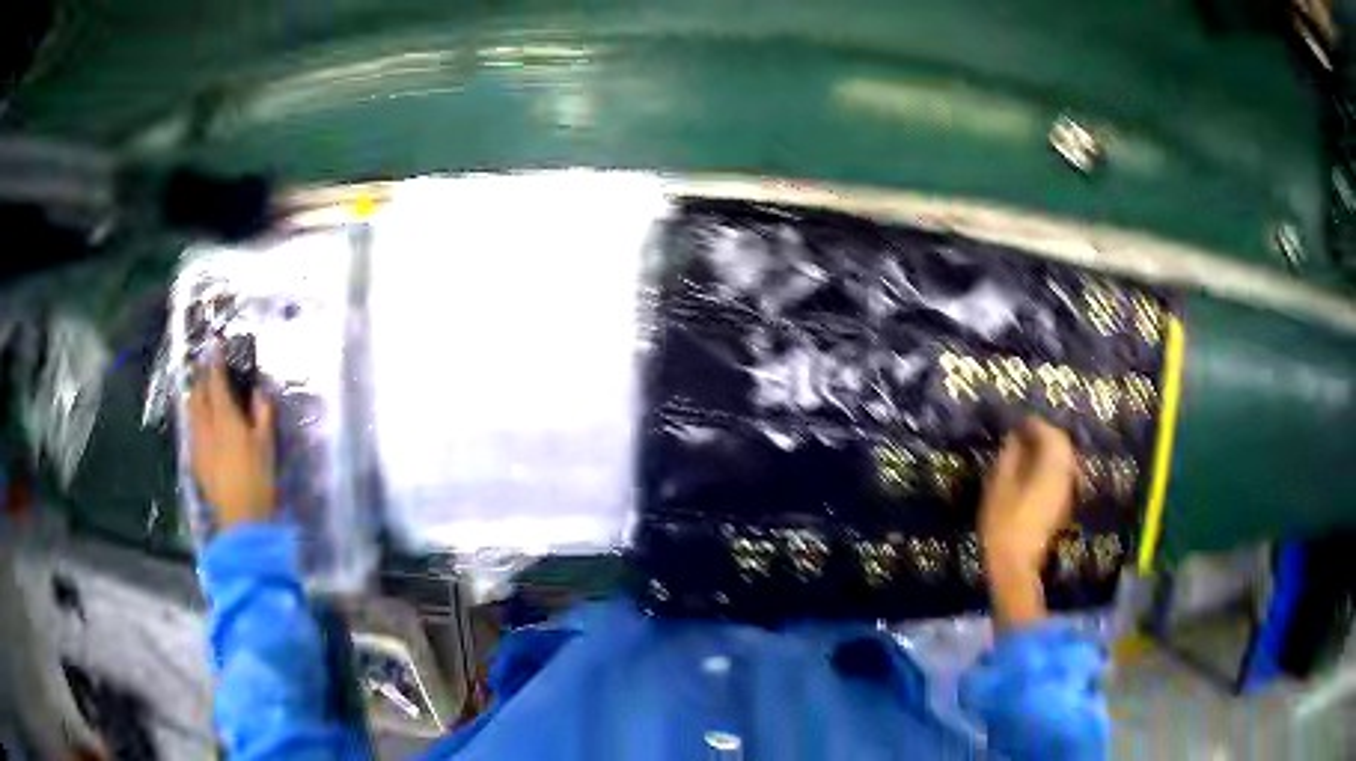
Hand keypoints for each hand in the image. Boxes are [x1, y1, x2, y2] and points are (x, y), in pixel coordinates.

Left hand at [188, 358, 276, 529]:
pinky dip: (194, 418)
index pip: (216, 382)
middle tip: (206, 368)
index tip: (214, 345)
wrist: (241, 520)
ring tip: (200, 391)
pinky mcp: (196, 462)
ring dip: (195, 397)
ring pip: (191, 412)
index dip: (215, 362)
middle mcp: (206, 426)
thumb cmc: (258, 479)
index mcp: (225, 418)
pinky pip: (192, 430)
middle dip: (201, 378)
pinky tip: (199, 424)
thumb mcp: (267, 445)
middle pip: (198, 394)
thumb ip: (262, 415)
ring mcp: (198, 445)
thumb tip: (259, 391)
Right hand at [978, 416, 1076, 627]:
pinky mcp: (1061, 505)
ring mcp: (1066, 492)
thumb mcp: (999, 487)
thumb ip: (1009, 457)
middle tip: (1023, 432)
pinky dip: (1049, 466)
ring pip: (1063, 460)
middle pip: (1062, 445)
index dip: (1035, 423)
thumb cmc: (1004, 525)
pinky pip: (1060, 474)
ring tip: (1026, 450)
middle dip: (1045, 434)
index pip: (1050, 434)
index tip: (1018, 420)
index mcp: (1052, 468)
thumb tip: (1015, 438)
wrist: (1016, 566)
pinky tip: (1032, 472)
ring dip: (1048, 450)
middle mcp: (1065, 475)